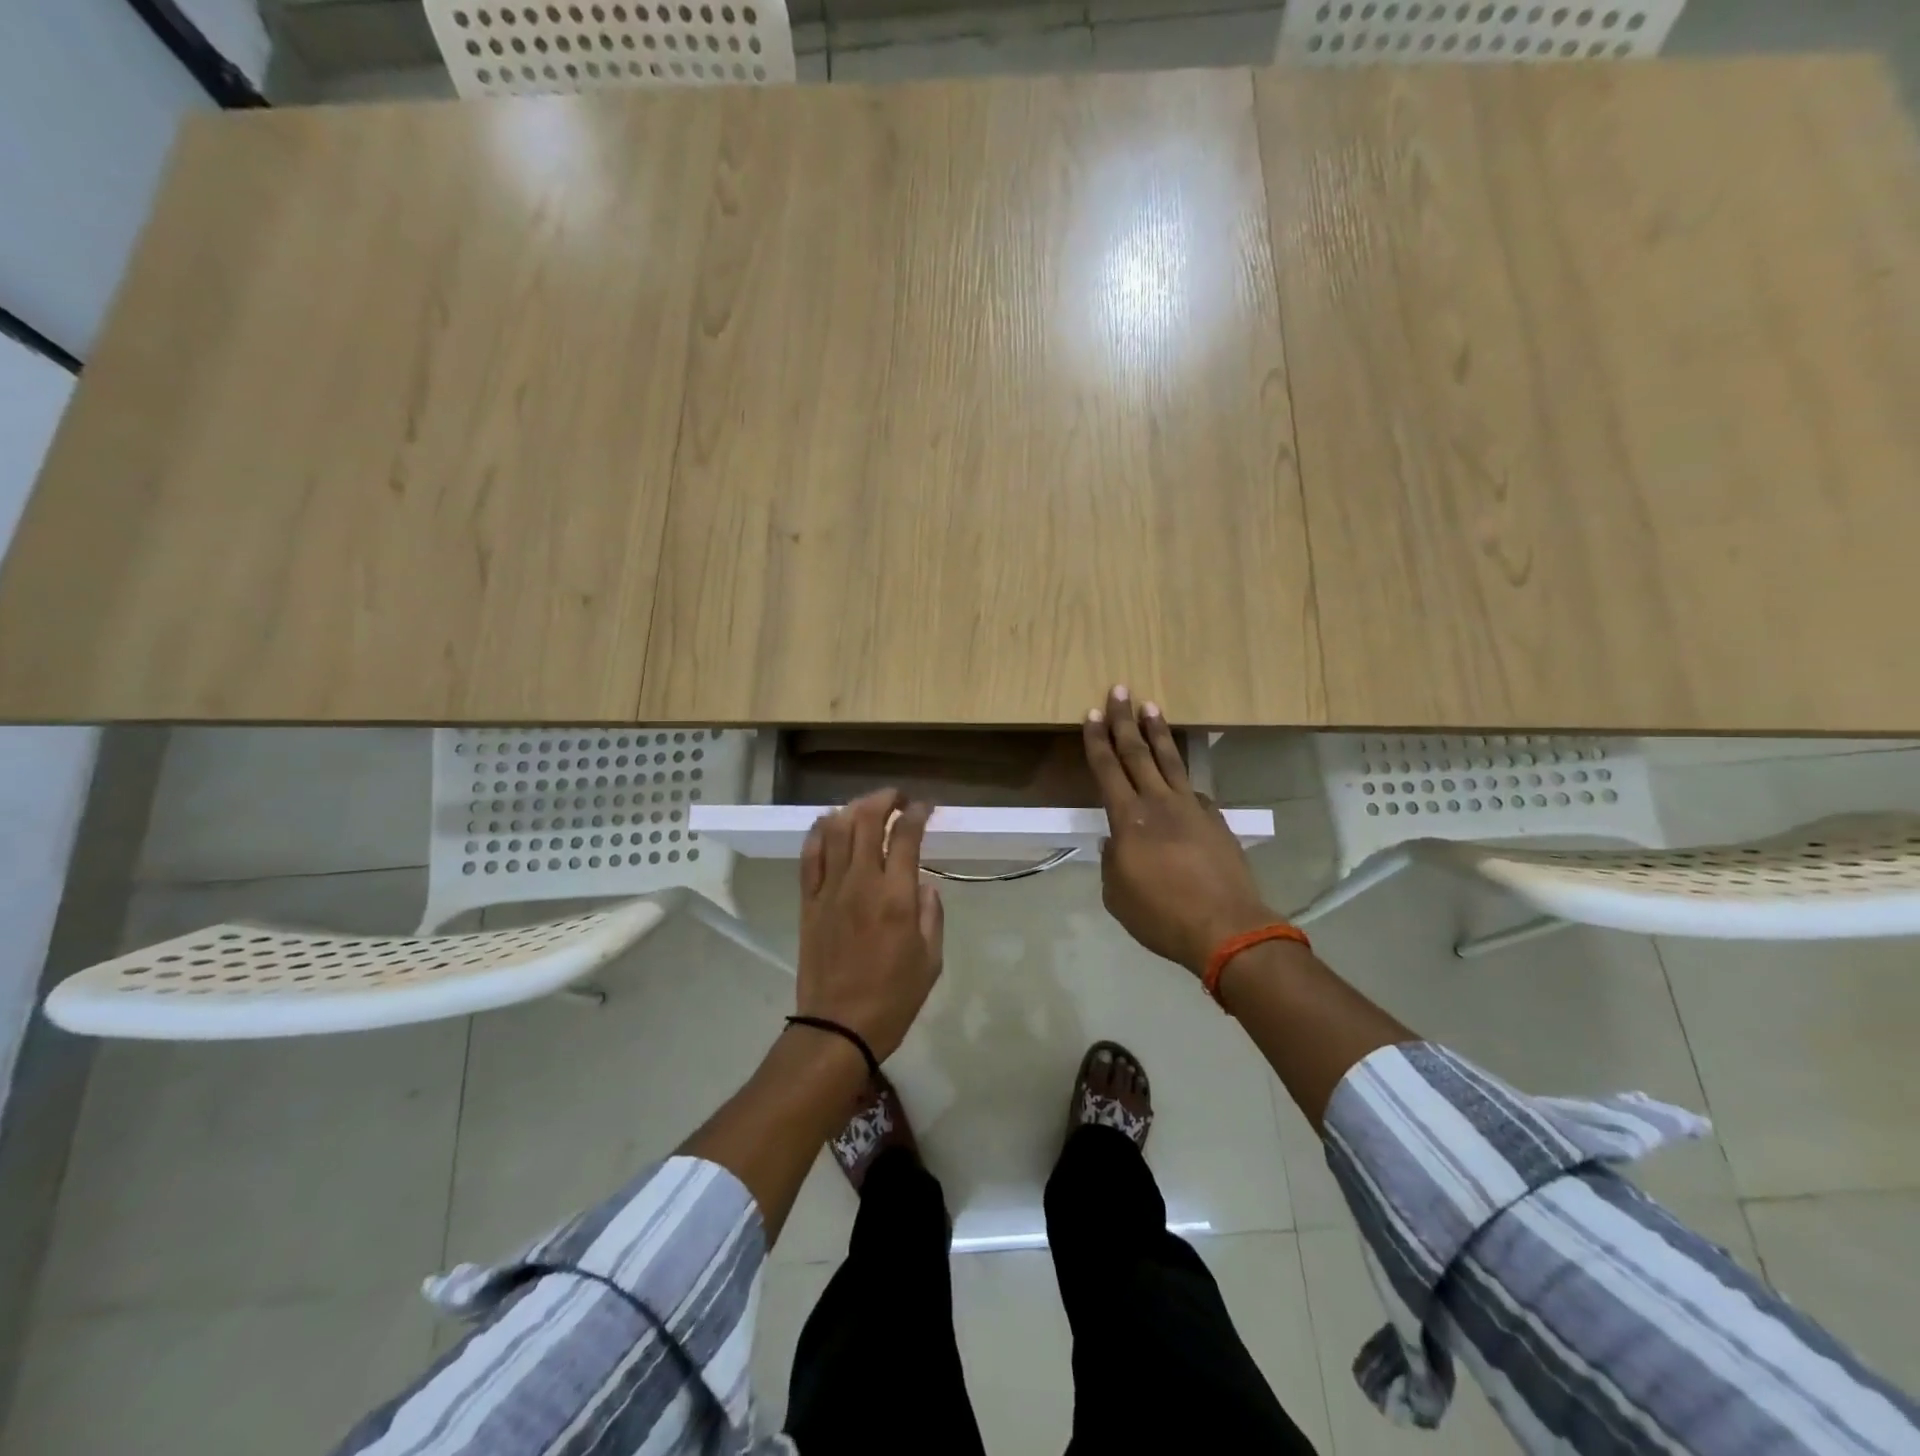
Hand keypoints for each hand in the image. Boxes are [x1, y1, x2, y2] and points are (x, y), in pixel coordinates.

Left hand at [796, 789, 944, 1061]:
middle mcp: (861, 883)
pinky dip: (819, 832)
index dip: (917, 813)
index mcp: (896, 897)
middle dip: (884, 799)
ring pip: (836, 830)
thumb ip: (931, 914)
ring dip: (853, 809)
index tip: (925, 808)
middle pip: (866, 821)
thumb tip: (923, 884)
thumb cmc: (893, 997)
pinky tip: (829, 824)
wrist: (838, 1026)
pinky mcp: (808, 902)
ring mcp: (829, 890)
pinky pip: (810, 856)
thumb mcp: (931, 960)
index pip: (905, 836)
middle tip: (897, 799)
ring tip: (866, 807)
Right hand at [1084, 686, 1274, 975]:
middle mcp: (1159, 803)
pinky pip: (1194, 791)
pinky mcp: (1216, 820)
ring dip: (1158, 733)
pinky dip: (1182, 780)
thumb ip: (1111, 862)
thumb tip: (1115, 842)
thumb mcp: (1116, 895)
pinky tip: (1181, 780)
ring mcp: (1192, 808)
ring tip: (1152, 707)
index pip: (1107, 768)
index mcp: (1128, 819)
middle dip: (1125, 720)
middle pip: (1138, 752)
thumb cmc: (1160, 915)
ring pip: (1170, 761)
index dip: (1097, 740)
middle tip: (1120, 690)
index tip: (1093, 713)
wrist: (1225, 928)